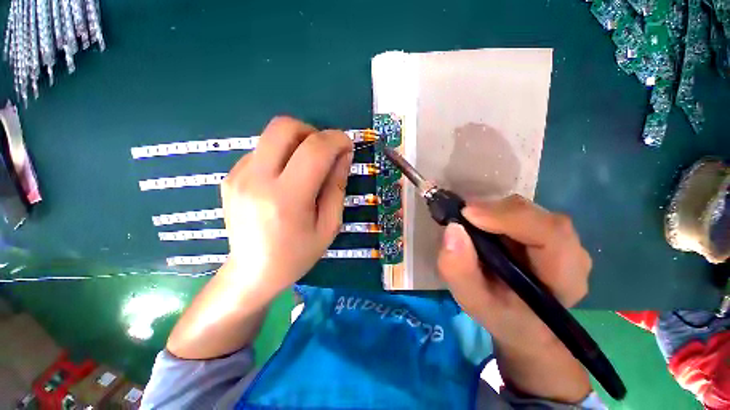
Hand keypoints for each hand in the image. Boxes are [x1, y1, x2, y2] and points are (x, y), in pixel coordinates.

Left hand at [220, 116, 353, 295]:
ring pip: (272, 135)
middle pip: (285, 126)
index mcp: (287, 198)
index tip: (347, 145)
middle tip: (324, 153)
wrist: (252, 272)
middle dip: (312, 132)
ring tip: (305, 170)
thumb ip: (337, 186)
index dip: (336, 139)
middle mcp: (257, 180)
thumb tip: (344, 154)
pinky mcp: (230, 177)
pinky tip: (284, 180)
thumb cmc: (297, 254)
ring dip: (297, 144)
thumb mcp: (329, 225)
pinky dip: (280, 156)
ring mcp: (238, 176)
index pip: (315, 149)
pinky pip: (261, 151)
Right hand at [437, 194, 591, 349]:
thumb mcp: (472, 300)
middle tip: (462, 218)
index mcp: (565, 279)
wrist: (521, 321)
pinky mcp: (545, 232)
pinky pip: (519, 212)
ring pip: (526, 210)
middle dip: (493, 212)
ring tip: (470, 225)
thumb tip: (453, 228)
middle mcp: (571, 253)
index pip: (551, 234)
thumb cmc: (500, 315)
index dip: (508, 218)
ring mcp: (561, 239)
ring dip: (492, 213)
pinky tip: (481, 226)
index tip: (467, 215)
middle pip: (536, 216)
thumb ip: (459, 270)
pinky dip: (494, 213)